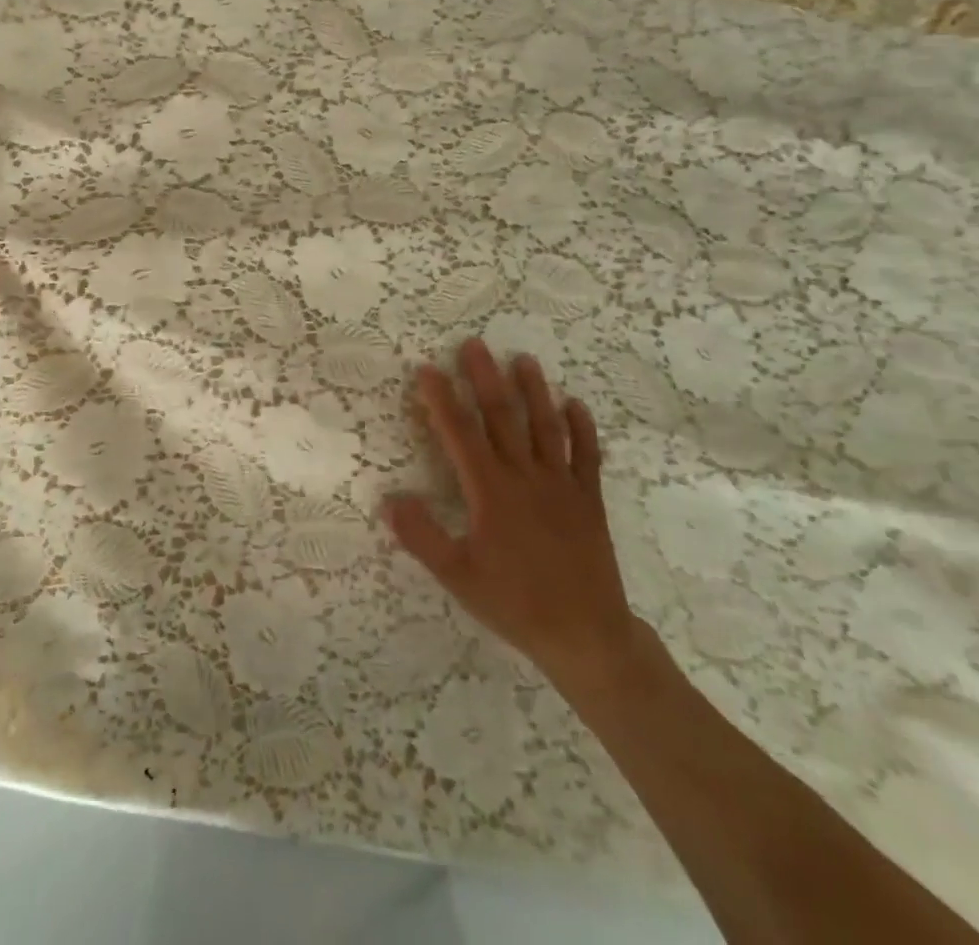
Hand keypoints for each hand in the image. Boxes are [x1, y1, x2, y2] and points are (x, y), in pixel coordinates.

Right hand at [384, 338, 655, 698]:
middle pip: (502, 416)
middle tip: (474, 344)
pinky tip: (575, 404)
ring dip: (534, 390)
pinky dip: (582, 428)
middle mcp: (525, 476)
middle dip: (484, 378)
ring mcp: (562, 484)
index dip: (441, 399)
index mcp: (491, 491)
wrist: (586, 634)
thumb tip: (389, 498)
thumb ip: (422, 536)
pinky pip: (587, 455)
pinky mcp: (589, 499)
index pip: (460, 433)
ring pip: (545, 426)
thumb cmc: (515, 603)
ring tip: (524, 359)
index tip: (427, 369)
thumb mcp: (458, 576)